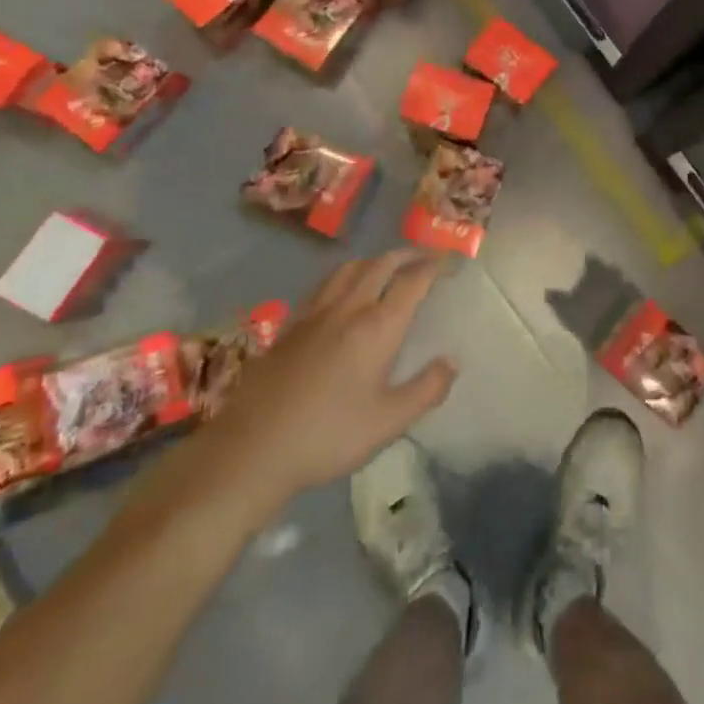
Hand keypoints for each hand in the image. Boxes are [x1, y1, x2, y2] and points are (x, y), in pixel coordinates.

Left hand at [193, 250, 456, 524]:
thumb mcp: (388, 422)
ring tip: (386, 266)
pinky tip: (341, 292)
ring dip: (374, 260)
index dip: (433, 266)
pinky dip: (344, 276)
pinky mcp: (289, 325)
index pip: (412, 281)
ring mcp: (314, 313)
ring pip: (349, 268)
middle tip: (423, 257)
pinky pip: (324, 285)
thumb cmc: (328, 435)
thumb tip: (452, 361)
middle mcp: (348, 308)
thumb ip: (426, 389)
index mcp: (378, 326)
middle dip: (405, 255)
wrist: (252, 448)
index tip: (447, 258)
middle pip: (381, 265)